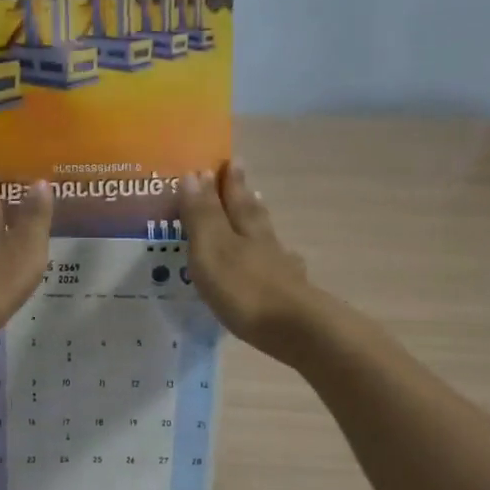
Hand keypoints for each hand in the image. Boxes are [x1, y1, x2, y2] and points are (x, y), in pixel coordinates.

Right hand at [177, 163, 319, 358]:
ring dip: (260, 225)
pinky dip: (276, 260)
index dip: (229, 181)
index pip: (234, 197)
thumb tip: (194, 173)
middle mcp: (266, 242)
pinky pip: (279, 268)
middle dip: (245, 196)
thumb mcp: (212, 249)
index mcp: (244, 228)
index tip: (229, 160)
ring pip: (268, 239)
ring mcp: (282, 269)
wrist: (295, 329)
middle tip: (242, 179)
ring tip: (257, 213)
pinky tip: (281, 263)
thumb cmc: (244, 288)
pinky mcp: (290, 295)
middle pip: (254, 213)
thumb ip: (202, 215)